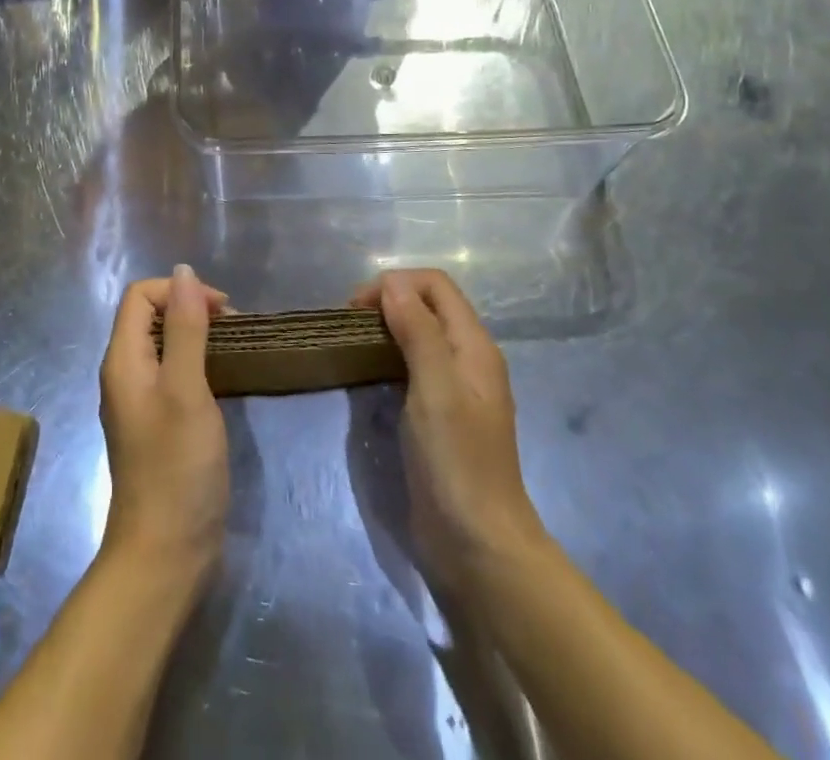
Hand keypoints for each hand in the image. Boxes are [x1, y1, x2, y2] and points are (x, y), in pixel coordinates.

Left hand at [98, 265, 229, 580]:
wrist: (165, 554)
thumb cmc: (177, 467)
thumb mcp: (186, 389)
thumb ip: (185, 327)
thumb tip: (183, 272)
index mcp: (123, 359)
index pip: (140, 295)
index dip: (179, 290)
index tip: (222, 311)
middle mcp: (124, 374)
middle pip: (150, 316)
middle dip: (191, 309)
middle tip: (234, 329)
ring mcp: (139, 401)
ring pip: (164, 344)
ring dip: (197, 335)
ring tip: (234, 349)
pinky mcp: (157, 423)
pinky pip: (173, 373)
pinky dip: (197, 363)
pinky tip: (223, 379)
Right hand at [351, 268, 546, 588]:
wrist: (478, 545)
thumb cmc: (457, 462)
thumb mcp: (436, 389)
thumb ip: (418, 331)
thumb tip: (392, 283)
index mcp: (473, 346)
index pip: (435, 285)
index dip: (395, 284)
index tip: (356, 310)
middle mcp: (467, 359)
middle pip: (427, 305)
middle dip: (388, 301)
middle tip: (350, 326)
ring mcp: (455, 388)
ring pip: (419, 334)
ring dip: (386, 328)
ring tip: (354, 345)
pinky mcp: (439, 414)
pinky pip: (413, 365)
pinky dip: (389, 356)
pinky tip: (370, 375)